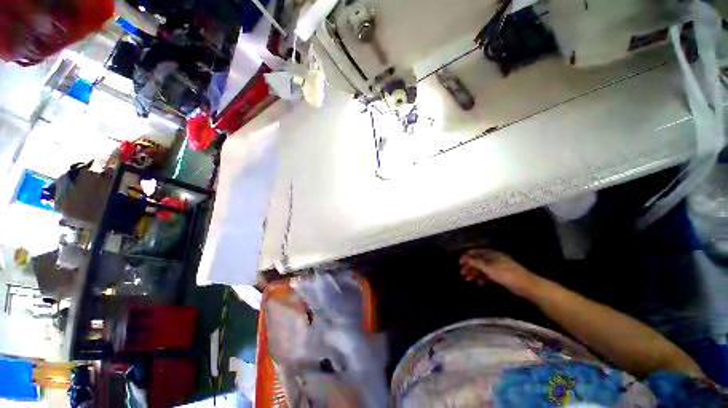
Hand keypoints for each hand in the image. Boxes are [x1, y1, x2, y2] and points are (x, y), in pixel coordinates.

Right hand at [459, 249, 539, 295]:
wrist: (526, 285)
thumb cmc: (505, 274)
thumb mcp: (488, 267)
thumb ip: (475, 262)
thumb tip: (464, 256)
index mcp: (491, 254)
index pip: (475, 252)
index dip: (467, 256)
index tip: (459, 262)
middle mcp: (494, 258)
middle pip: (478, 261)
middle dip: (469, 266)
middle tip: (462, 273)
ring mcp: (498, 267)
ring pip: (482, 268)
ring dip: (474, 273)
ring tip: (468, 279)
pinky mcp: (502, 275)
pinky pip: (488, 275)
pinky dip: (482, 278)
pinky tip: (479, 283)